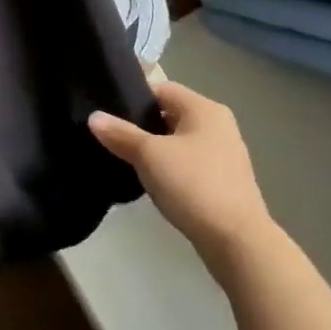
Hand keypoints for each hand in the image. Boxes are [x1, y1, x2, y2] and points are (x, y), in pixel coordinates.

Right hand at [89, 79, 278, 286]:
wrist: (236, 240)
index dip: (133, 98)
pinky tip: (152, 182)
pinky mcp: (224, 180)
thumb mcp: (148, 155)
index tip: (108, 115)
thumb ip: (120, 133)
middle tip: (112, 138)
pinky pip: (188, 163)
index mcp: (204, 109)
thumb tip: (94, 116)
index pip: (161, 88)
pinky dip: (170, 168)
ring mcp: (224, 154)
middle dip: (141, 125)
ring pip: (178, 141)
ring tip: (127, 161)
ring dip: (155, 149)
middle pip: (169, 114)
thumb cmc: (193, 185)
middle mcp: (218, 125)